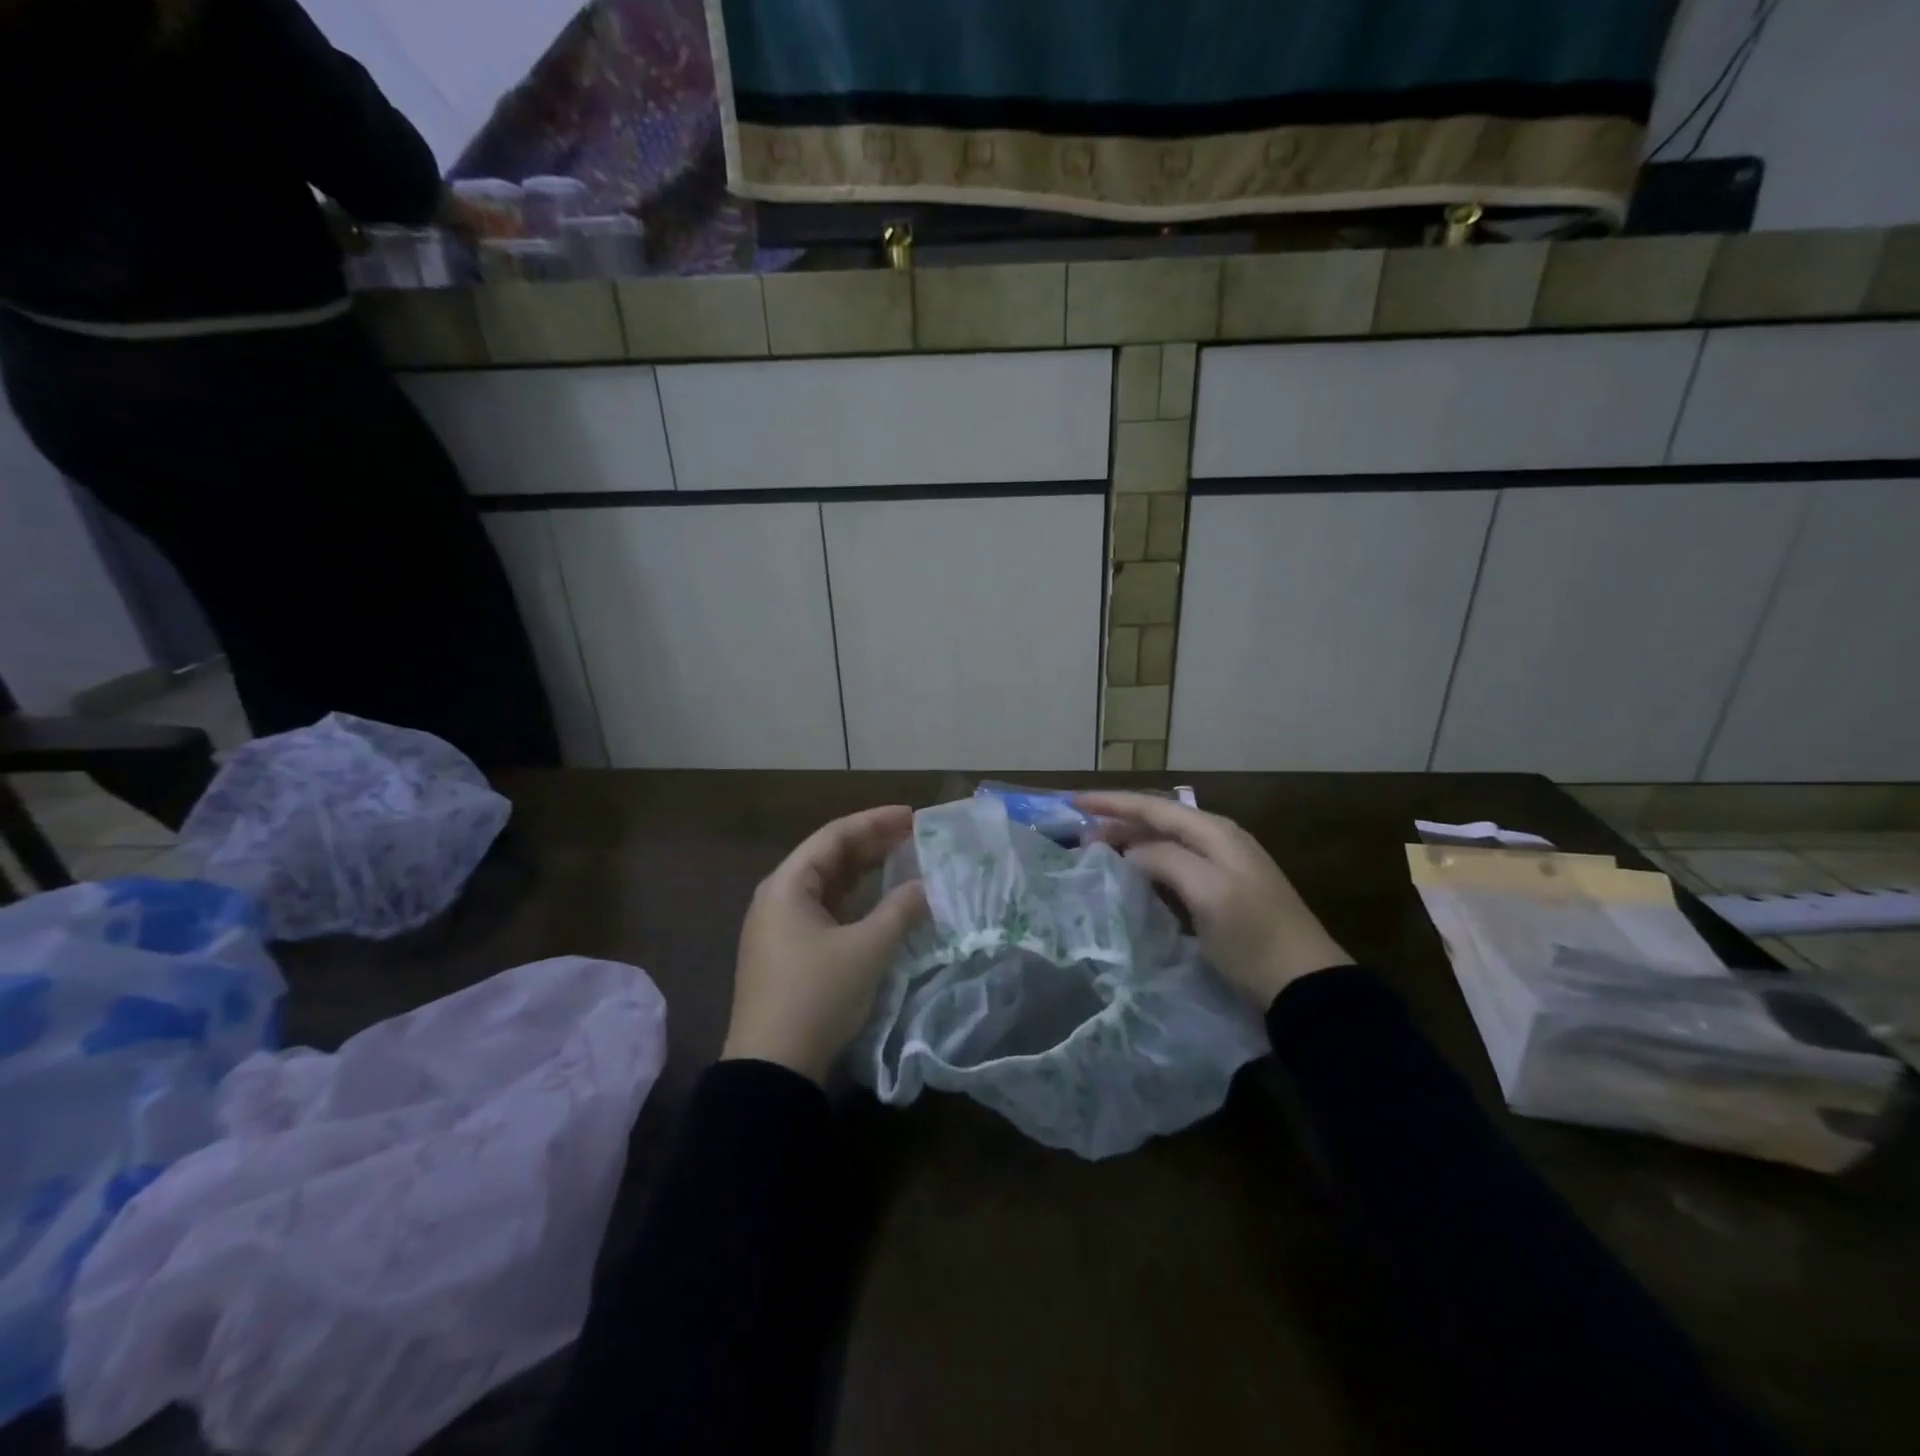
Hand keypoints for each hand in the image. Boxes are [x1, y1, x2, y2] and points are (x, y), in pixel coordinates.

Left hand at [723, 805, 928, 1083]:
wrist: (773, 1069)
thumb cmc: (817, 995)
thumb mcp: (868, 949)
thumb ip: (901, 910)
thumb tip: (927, 887)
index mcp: (787, 885)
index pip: (834, 836)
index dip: (875, 822)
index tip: (911, 815)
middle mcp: (778, 898)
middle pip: (828, 857)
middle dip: (872, 844)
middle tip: (913, 836)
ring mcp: (779, 928)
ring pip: (828, 886)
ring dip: (864, 873)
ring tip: (903, 861)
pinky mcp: (787, 954)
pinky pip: (824, 911)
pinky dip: (854, 902)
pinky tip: (880, 904)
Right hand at [1075, 792, 1350, 1009]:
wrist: (1305, 985)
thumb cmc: (1254, 937)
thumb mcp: (1209, 893)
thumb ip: (1166, 860)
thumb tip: (1131, 851)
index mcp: (1216, 833)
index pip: (1154, 807)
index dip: (1113, 803)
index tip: (1075, 802)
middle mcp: (1219, 841)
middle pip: (1158, 821)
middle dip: (1118, 822)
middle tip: (1079, 835)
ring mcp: (1223, 868)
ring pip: (1165, 843)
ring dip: (1130, 842)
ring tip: (1097, 850)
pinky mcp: (1222, 894)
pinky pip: (1174, 866)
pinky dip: (1147, 864)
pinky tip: (1131, 876)